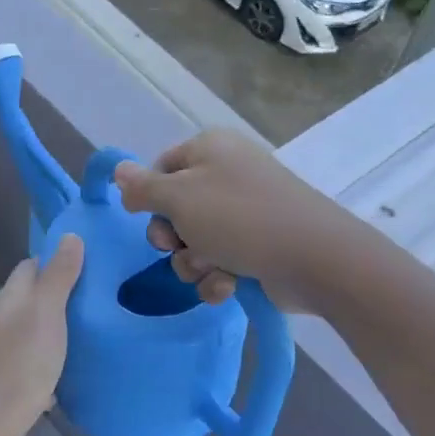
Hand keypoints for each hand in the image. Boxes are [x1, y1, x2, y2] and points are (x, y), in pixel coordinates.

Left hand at [0, 235, 84, 435]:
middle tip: (103, 299)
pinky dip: (53, 366)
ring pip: (34, 334)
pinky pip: (35, 368)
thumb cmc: (16, 364)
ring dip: (59, 332)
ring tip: (96, 332)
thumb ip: (58, 276)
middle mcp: (3, 323)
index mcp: (11, 299)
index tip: (92, 262)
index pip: (32, 266)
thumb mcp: (46, 313)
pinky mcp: (8, 388)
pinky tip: (73, 374)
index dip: (58, 260)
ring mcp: (3, 357)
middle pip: (33, 300)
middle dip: (63, 296)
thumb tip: (69, 235)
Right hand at [113, 129, 338, 311]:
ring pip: (195, 241)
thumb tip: (118, 169)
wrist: (316, 258)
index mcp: (210, 149)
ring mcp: (246, 212)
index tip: (147, 218)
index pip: (161, 167)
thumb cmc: (239, 218)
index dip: (150, 196)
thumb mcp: (179, 197)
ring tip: (213, 269)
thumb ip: (143, 187)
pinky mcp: (259, 246)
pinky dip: (219, 276)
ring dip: (194, 262)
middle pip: (175, 208)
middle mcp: (228, 174)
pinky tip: (229, 286)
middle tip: (179, 246)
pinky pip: (221, 261)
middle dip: (172, 237)